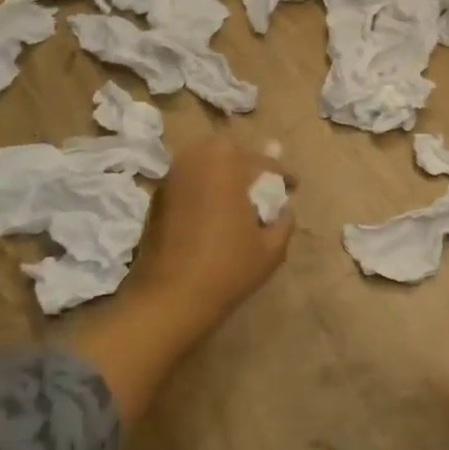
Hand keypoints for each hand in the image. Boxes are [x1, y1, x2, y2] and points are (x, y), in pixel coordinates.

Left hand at [126, 135, 292, 335]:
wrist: (169, 298)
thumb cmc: (227, 268)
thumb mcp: (272, 249)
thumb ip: (284, 222)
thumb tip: (284, 210)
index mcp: (226, 165)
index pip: (262, 163)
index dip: (282, 175)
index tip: (293, 186)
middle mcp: (195, 161)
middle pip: (227, 151)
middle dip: (246, 164)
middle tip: (260, 186)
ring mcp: (171, 178)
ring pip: (202, 163)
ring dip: (221, 174)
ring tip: (235, 199)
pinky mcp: (155, 199)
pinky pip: (186, 182)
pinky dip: (201, 190)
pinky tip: (211, 214)